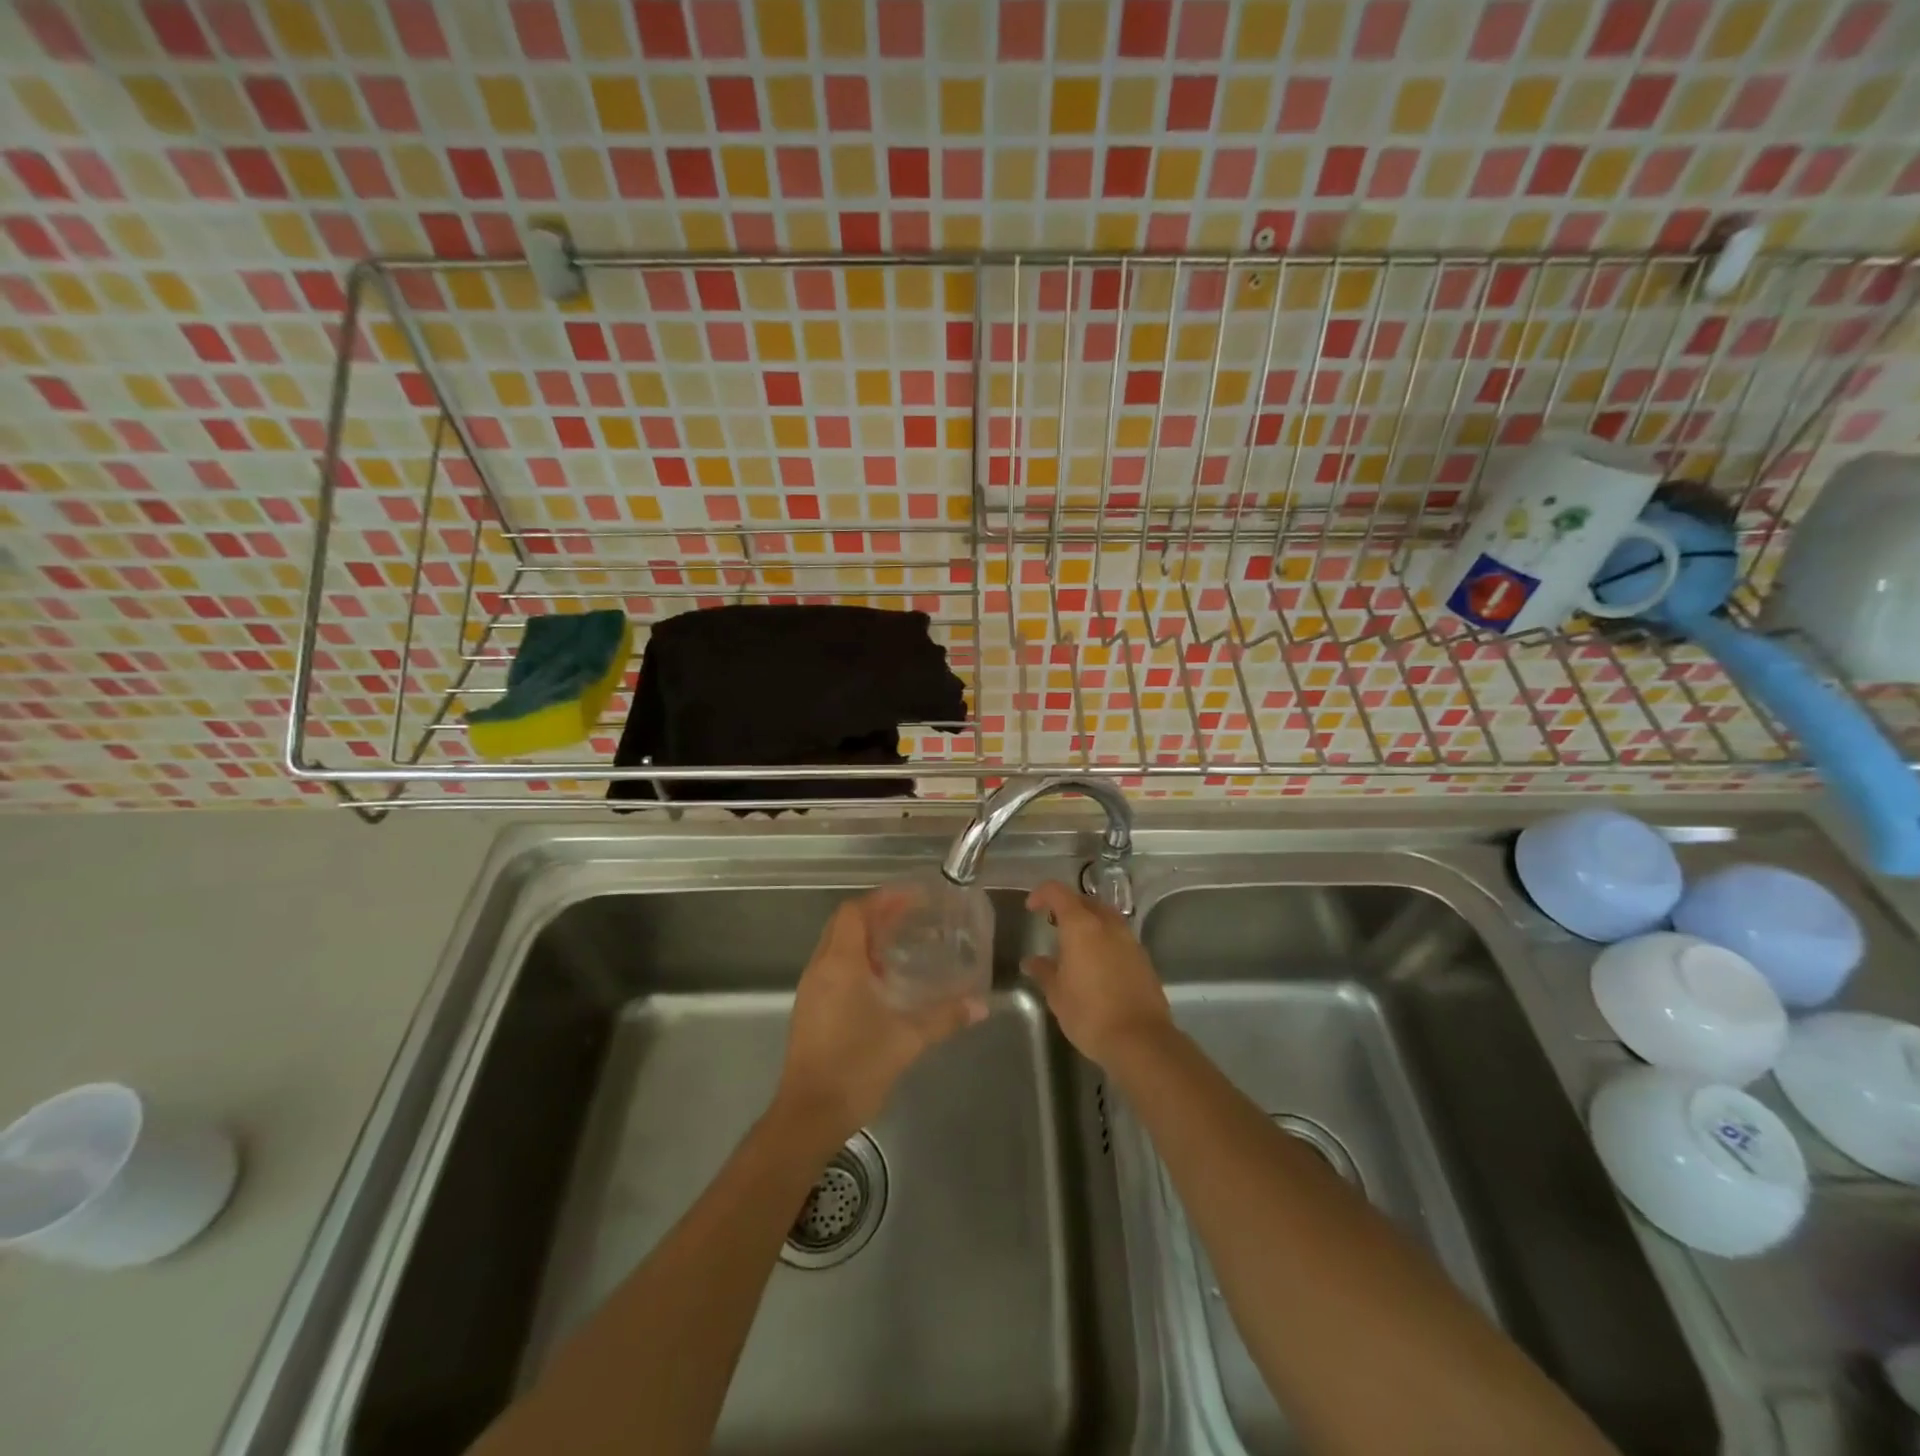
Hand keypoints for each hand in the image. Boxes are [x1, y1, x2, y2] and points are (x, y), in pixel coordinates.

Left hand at [776, 890, 986, 1146]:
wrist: (808, 1115)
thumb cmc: (856, 1067)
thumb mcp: (907, 1039)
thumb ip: (944, 1017)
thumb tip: (980, 1005)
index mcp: (840, 964)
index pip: (854, 912)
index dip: (882, 899)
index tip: (912, 898)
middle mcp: (820, 969)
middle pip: (843, 924)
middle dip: (875, 914)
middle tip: (910, 917)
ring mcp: (811, 990)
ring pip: (835, 946)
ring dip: (864, 939)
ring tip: (900, 944)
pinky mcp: (809, 1010)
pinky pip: (832, 968)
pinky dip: (855, 961)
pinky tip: (881, 982)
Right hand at [1023, 881, 1172, 1069]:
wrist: (1141, 1040)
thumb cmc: (1089, 1014)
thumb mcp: (1057, 995)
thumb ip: (1043, 972)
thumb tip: (1032, 962)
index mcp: (1081, 926)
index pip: (1058, 892)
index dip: (1042, 894)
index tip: (1031, 908)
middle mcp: (1107, 925)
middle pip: (1085, 901)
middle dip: (1067, 906)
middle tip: (1053, 925)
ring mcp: (1129, 940)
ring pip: (1105, 917)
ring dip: (1088, 922)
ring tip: (1075, 945)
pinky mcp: (1143, 958)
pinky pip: (1118, 937)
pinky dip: (1104, 939)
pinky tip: (1096, 964)